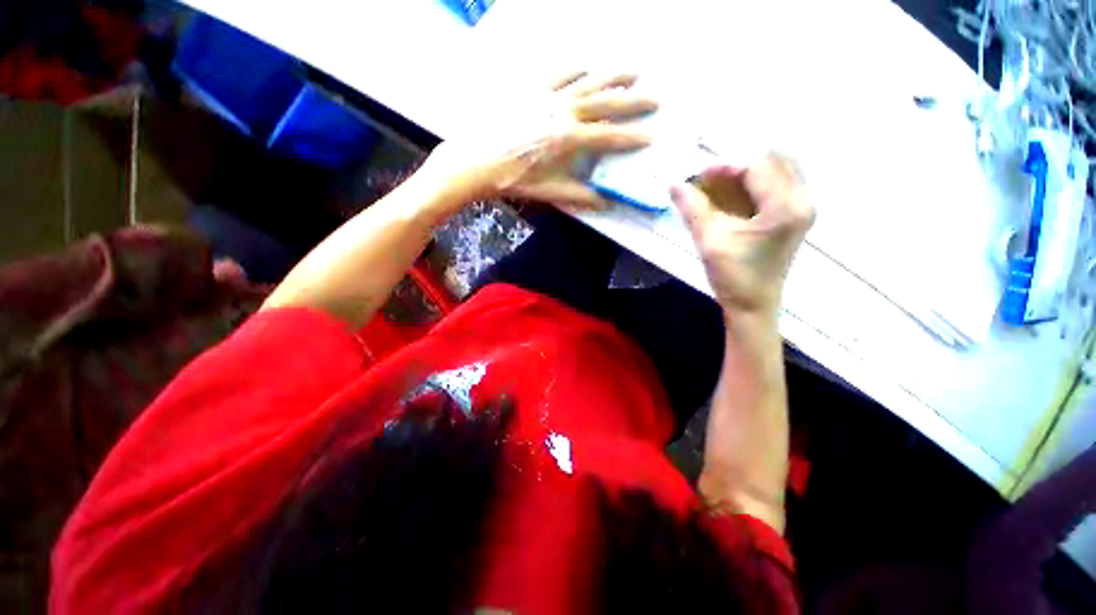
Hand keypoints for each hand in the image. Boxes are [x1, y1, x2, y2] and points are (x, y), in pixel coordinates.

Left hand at [425, 72, 656, 208]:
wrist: (475, 161)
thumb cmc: (512, 179)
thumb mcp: (547, 191)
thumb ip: (578, 195)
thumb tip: (605, 203)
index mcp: (567, 139)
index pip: (607, 137)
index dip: (630, 138)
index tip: (651, 136)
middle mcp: (563, 112)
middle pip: (605, 104)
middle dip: (632, 102)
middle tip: (655, 98)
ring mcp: (547, 97)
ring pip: (587, 82)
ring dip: (612, 77)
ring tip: (634, 72)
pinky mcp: (532, 91)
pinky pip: (560, 74)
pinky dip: (577, 70)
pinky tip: (588, 67)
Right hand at [671, 155, 814, 315]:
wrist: (753, 305)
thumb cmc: (733, 276)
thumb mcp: (709, 240)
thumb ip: (692, 209)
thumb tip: (673, 183)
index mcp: (785, 207)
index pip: (756, 167)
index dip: (724, 166)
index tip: (697, 176)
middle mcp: (802, 201)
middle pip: (772, 162)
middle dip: (736, 167)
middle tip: (708, 180)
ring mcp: (802, 208)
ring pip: (777, 171)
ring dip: (745, 174)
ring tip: (717, 187)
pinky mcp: (795, 216)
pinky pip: (778, 185)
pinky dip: (754, 184)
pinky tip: (732, 196)